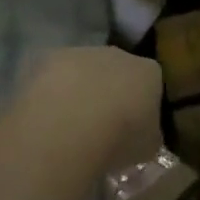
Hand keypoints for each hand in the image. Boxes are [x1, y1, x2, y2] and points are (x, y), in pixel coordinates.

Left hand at [22, 46, 163, 172]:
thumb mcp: (147, 147)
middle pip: (118, 70)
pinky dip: (53, 90)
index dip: (142, 104)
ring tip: (71, 123)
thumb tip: (143, 132)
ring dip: (81, 89)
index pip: (151, 82)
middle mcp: (119, 54)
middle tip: (101, 125)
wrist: (70, 126)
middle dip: (110, 92)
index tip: (133, 126)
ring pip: (85, 70)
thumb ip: (149, 133)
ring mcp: (84, 52)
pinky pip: (57, 75)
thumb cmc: (118, 140)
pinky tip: (48, 115)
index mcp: (148, 72)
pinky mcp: (52, 58)